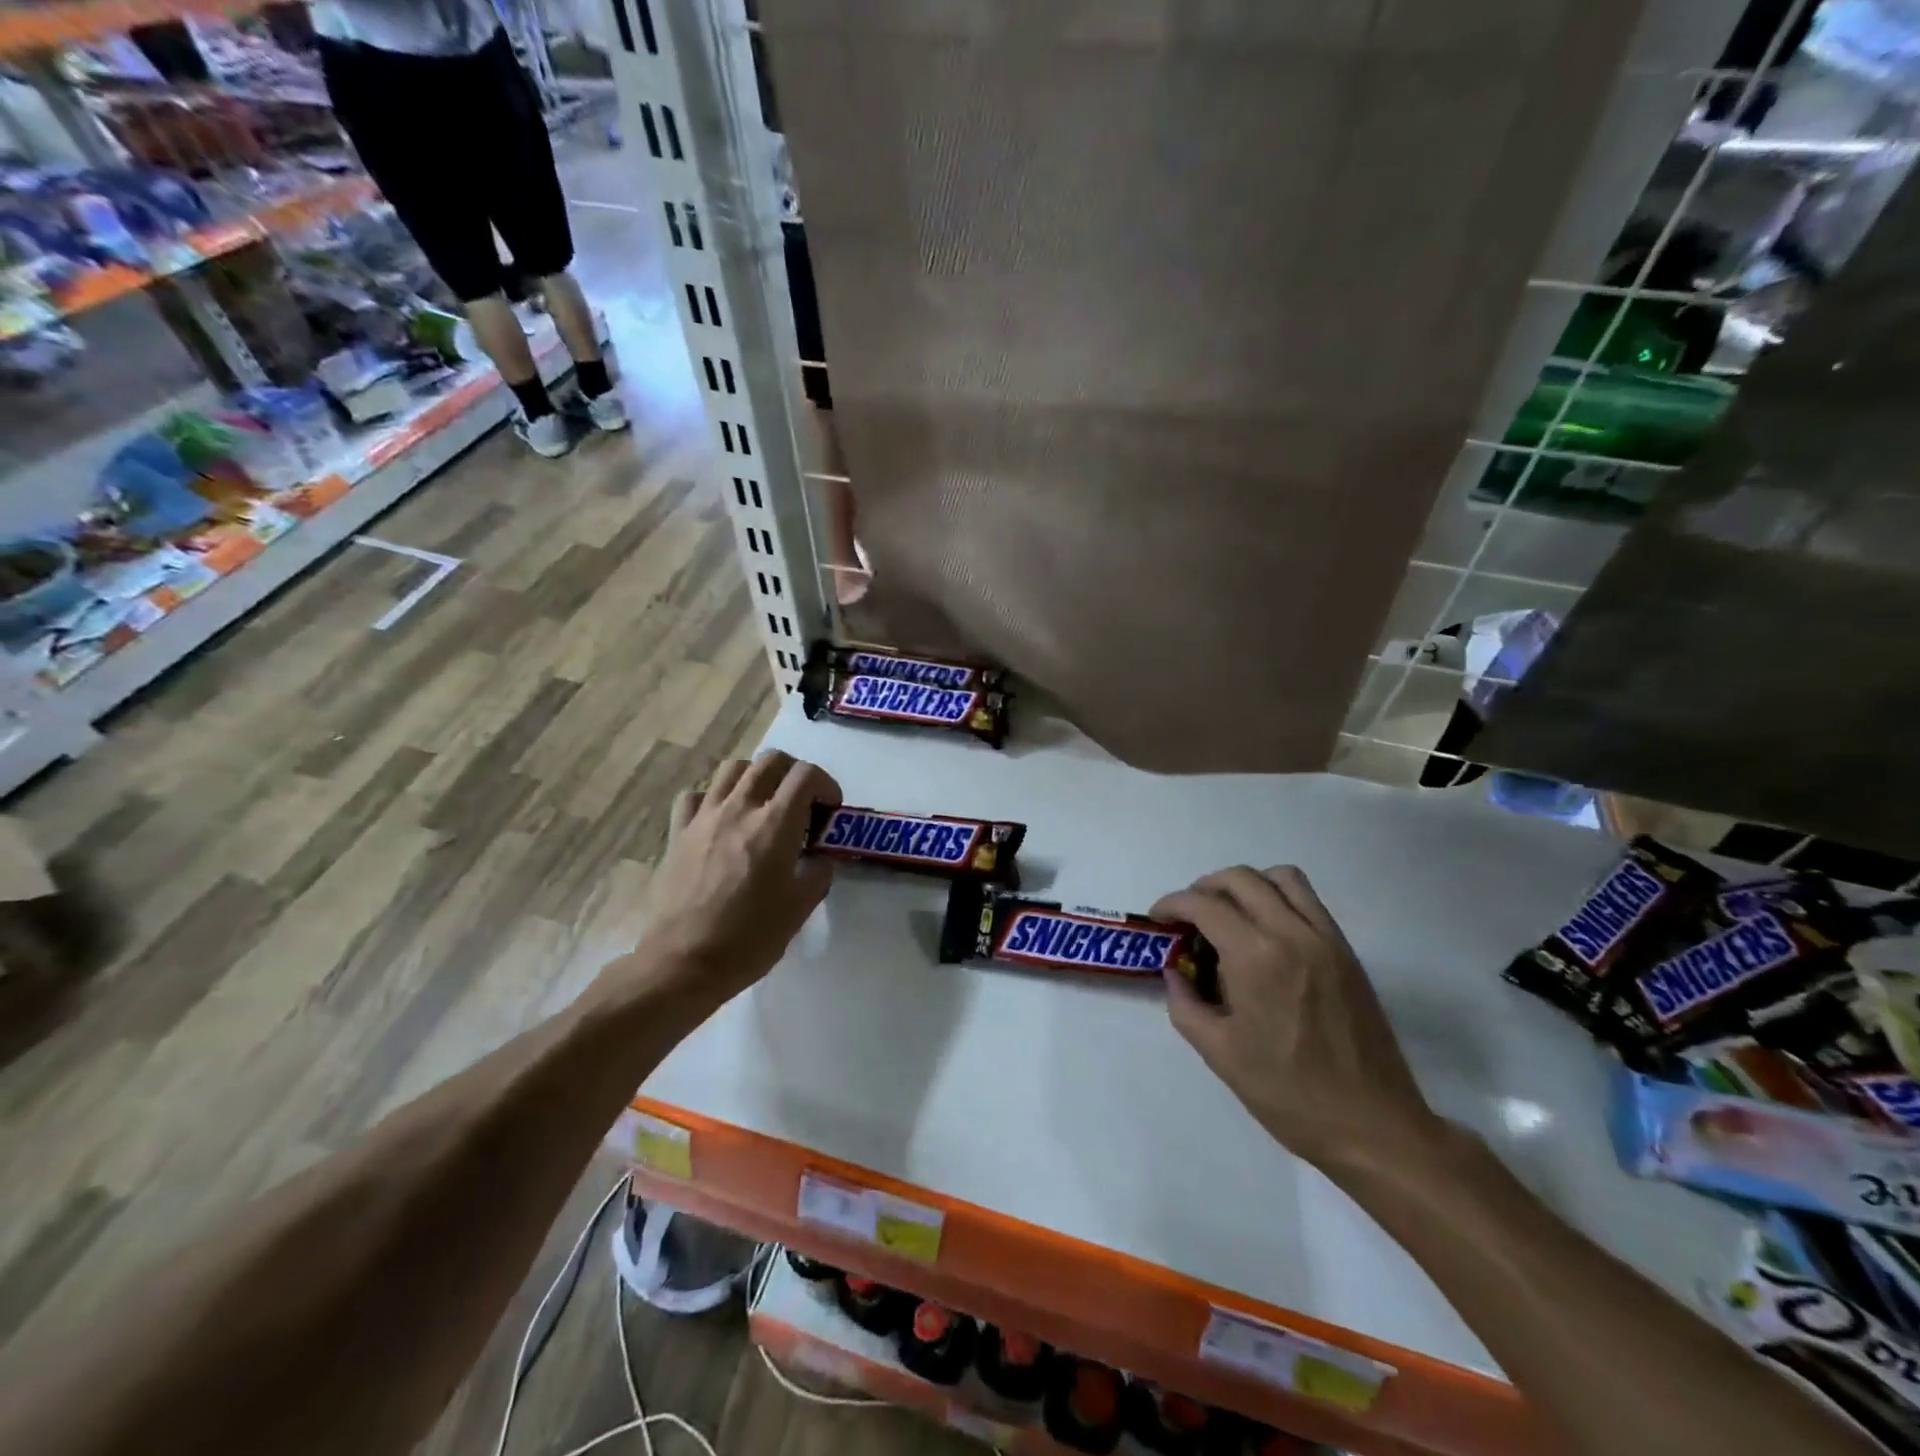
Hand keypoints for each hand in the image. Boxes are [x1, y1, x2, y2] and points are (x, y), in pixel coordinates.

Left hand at [635, 752, 841, 1007]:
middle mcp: (739, 808)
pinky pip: (695, 796)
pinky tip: (720, 820)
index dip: (826, 784)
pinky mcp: (677, 832)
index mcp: (775, 824)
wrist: (684, 962)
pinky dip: (712, 798)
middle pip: (770, 760)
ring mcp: (704, 817)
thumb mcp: (800, 908)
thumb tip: (818, 859)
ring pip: (732, 768)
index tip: (829, 810)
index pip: (805, 775)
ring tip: (762, 804)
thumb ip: (818, 873)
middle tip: (801, 802)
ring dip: (754, 777)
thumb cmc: (749, 937)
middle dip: (793, 772)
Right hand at [1152, 866, 1440, 1173]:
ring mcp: (1325, 938)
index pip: (1204, 904)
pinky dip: (1279, 897)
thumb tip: (1175, 973)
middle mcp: (1291, 933)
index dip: (1172, 904)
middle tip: (1189, 917)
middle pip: (1239, 878)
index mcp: (1255, 957)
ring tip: (1230, 914)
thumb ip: (1185, 1004)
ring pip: (1280, 877)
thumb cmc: (1288, 1094)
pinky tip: (1266, 933)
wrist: (1373, 1126)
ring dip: (1246, 884)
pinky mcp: (1346, 951)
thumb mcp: (1219, 1053)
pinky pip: (1309, 900)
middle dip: (1204, 888)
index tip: (1159, 920)